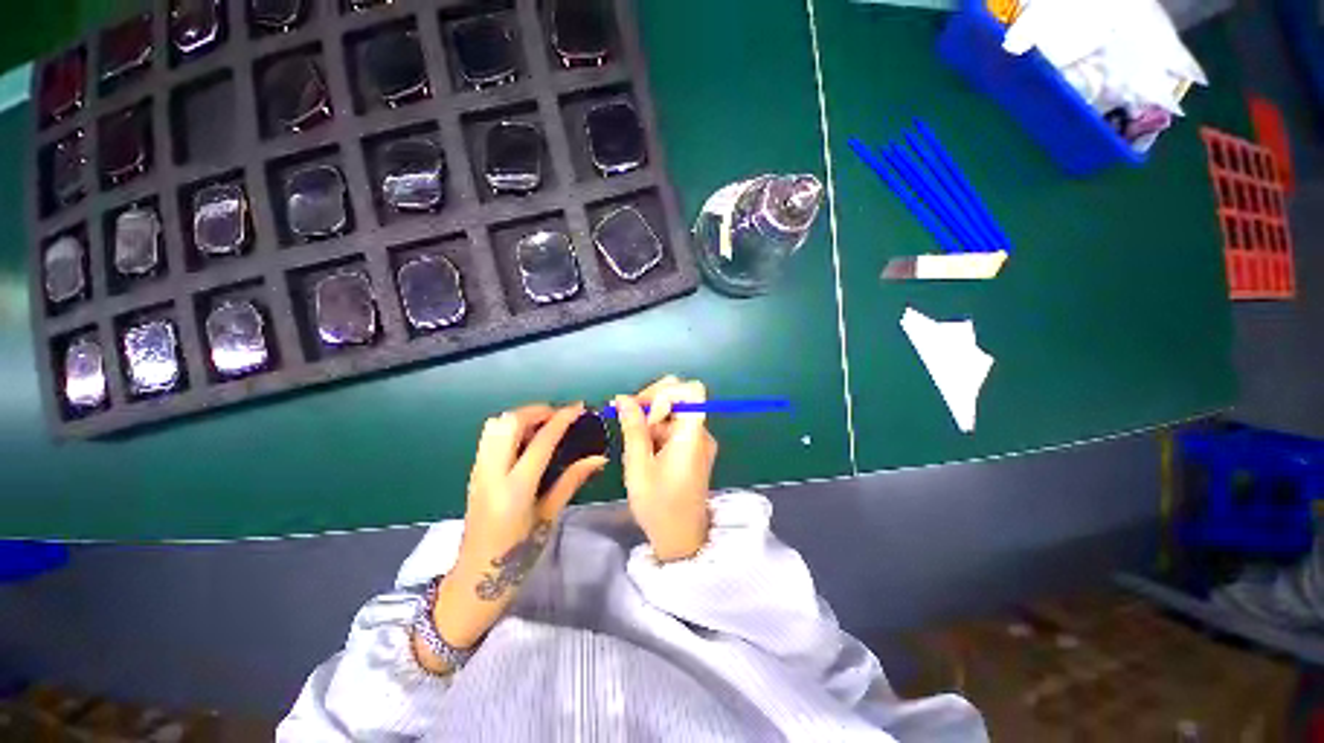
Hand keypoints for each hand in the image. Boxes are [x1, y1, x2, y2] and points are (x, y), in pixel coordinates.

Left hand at [422, 403, 606, 666]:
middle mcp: (492, 473)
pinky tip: (527, 440)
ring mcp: (478, 472)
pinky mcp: (473, 473)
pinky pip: (489, 437)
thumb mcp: (549, 517)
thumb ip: (571, 481)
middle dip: (537, 411)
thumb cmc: (518, 555)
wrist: (475, 581)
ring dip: (521, 417)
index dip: (562, 419)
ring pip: (494, 425)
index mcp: (516, 488)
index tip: (579, 408)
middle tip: (560, 415)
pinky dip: (509, 428)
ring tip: (544, 424)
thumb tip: (599, 458)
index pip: (541, 441)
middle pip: (509, 422)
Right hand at [615, 376, 717, 561]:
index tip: (644, 410)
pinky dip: (658, 432)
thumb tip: (624, 399)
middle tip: (628, 419)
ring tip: (636, 448)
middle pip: (681, 397)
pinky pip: (676, 428)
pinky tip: (645, 453)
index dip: (665, 391)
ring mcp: (699, 441)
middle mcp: (700, 433)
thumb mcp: (638, 466)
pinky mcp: (694, 449)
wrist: (682, 539)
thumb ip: (633, 429)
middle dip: (652, 403)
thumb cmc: (658, 506)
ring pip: (675, 413)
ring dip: (652, 421)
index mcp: (691, 435)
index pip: (691, 390)